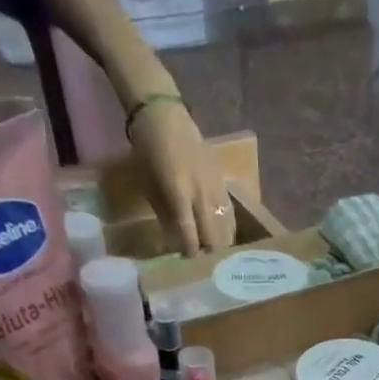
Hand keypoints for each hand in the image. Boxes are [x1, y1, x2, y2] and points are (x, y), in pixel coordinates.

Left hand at [129, 99, 231, 255]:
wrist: (165, 115)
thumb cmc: (149, 151)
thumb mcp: (149, 185)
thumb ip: (166, 215)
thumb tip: (176, 243)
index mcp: (178, 192)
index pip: (189, 232)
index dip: (190, 251)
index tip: (188, 262)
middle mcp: (200, 192)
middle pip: (212, 235)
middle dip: (209, 253)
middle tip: (204, 264)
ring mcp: (215, 187)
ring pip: (226, 227)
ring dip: (221, 244)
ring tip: (217, 256)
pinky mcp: (223, 182)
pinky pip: (230, 213)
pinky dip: (228, 228)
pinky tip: (226, 238)